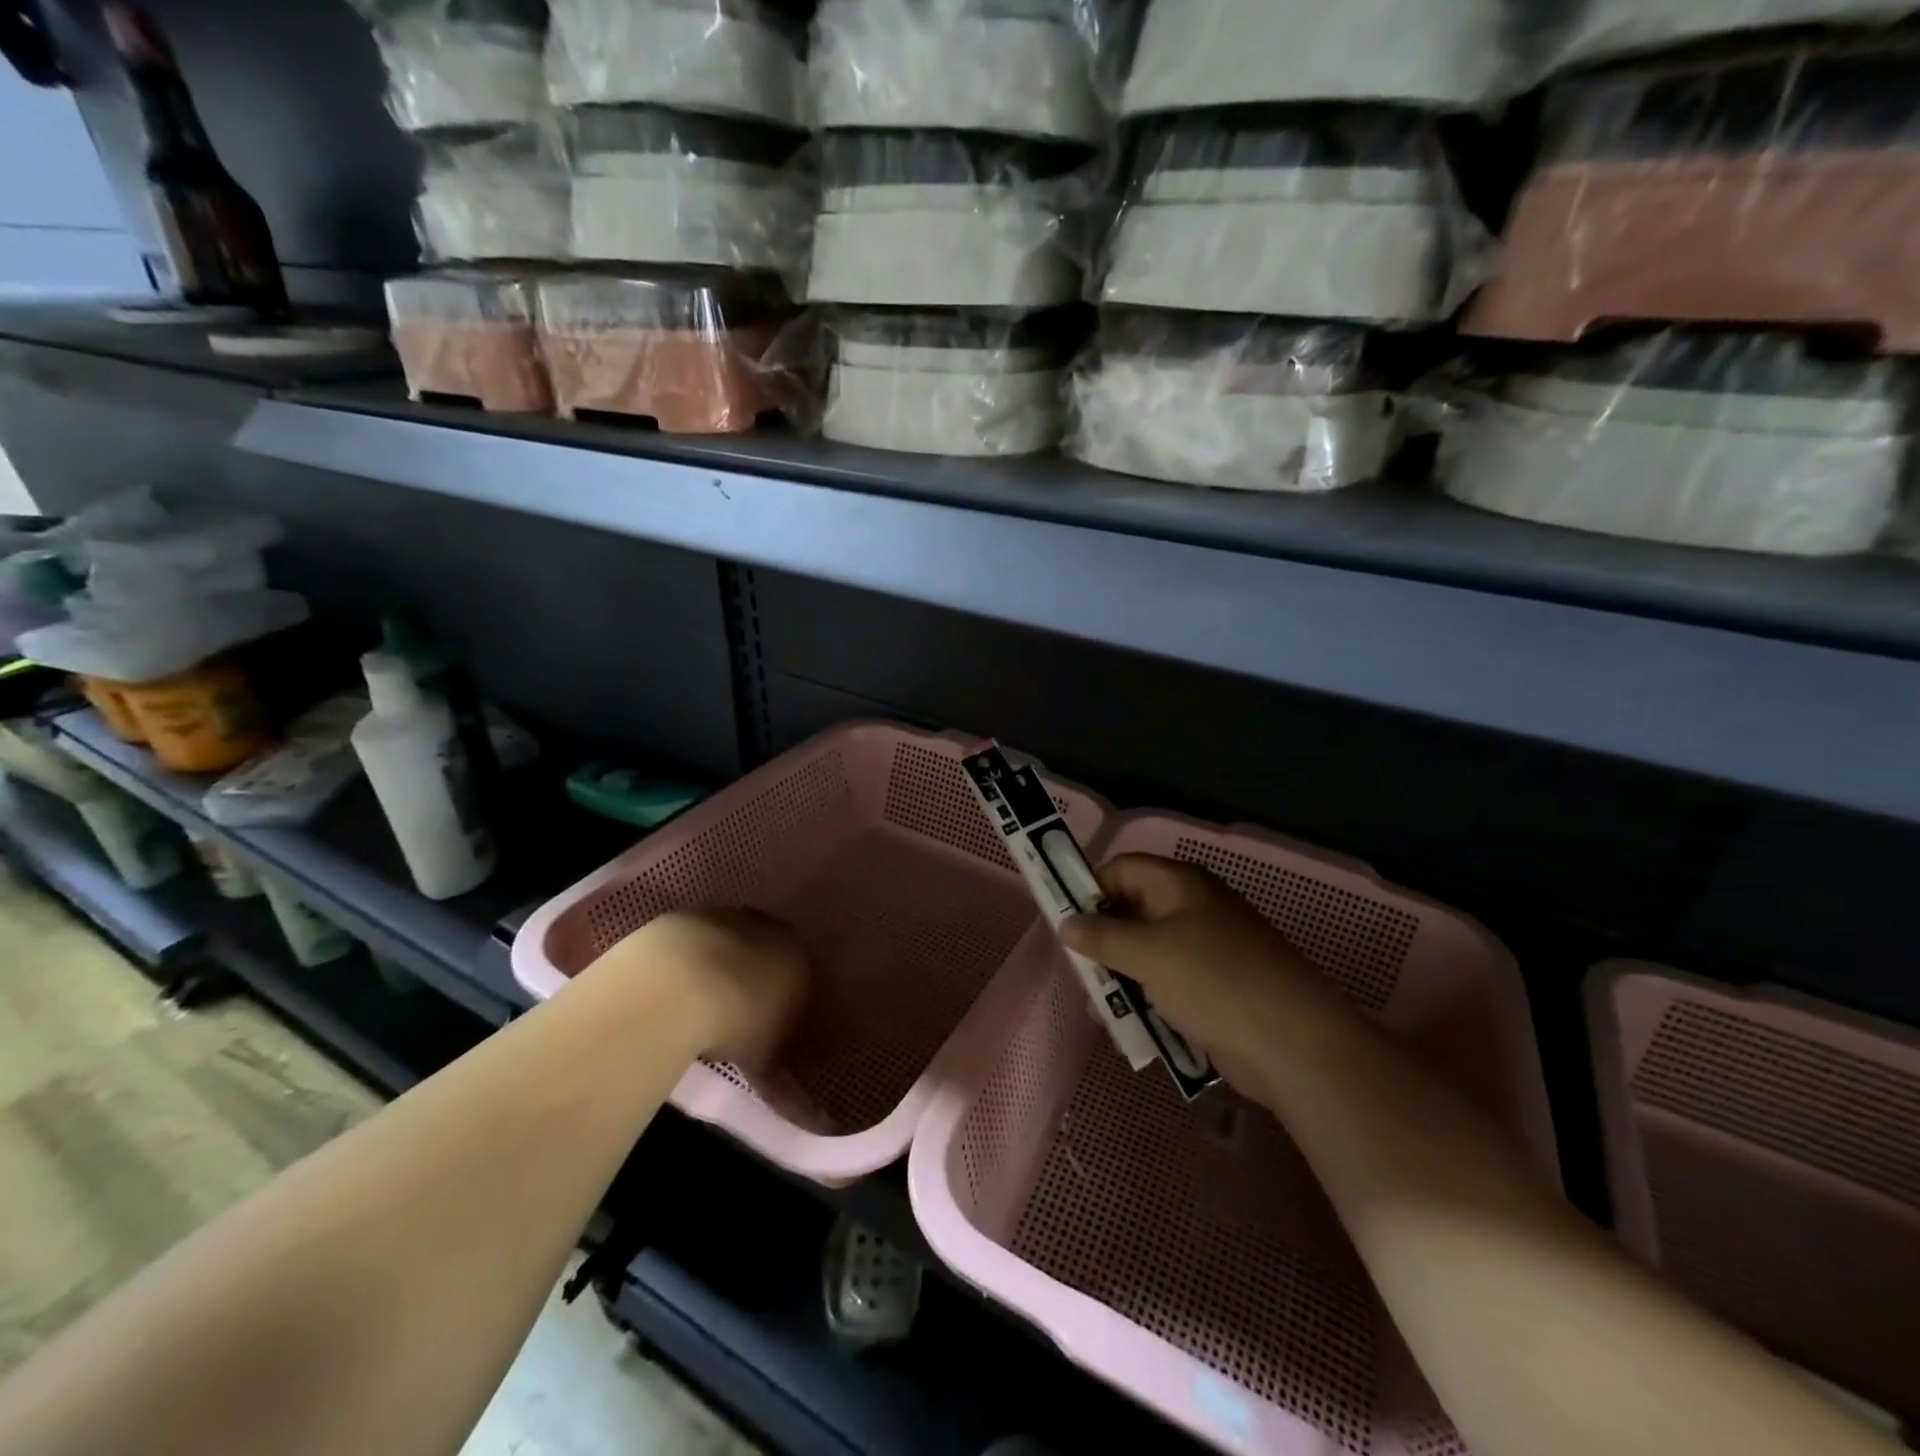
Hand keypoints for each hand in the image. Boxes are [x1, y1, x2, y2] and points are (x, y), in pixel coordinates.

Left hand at [611, 909, 810, 1071]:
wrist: (680, 984)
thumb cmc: (739, 1021)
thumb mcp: (767, 1059)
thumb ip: (782, 1077)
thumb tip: (796, 1106)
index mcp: (798, 956)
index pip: (801, 981)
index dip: (787, 1008)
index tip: (771, 1034)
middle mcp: (767, 928)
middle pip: (765, 955)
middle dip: (754, 982)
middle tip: (735, 1019)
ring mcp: (724, 917)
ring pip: (728, 944)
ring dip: (719, 968)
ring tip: (698, 1006)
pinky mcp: (684, 917)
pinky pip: (693, 944)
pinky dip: (687, 964)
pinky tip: (672, 991)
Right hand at [1061, 855, 1349, 1098]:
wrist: (1292, 1043)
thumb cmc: (1213, 980)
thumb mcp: (1148, 953)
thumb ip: (1102, 936)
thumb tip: (1066, 923)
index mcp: (1180, 885)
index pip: (1122, 869)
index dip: (1091, 890)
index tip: (1066, 924)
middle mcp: (1192, 909)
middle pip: (1132, 912)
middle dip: (1102, 943)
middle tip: (1081, 974)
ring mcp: (1206, 950)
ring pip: (1147, 953)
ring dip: (1121, 978)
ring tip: (1102, 1010)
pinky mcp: (1213, 988)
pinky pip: (1167, 985)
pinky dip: (1147, 1001)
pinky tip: (1131, 1028)